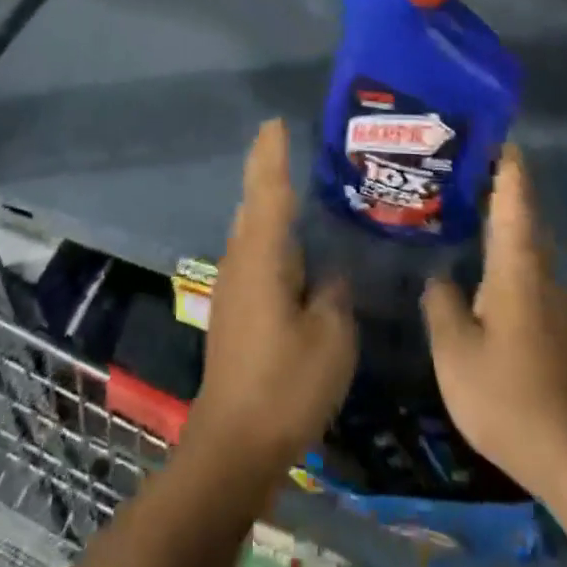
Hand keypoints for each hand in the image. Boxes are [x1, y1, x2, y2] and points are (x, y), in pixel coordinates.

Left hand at [186, 118, 356, 476]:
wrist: (233, 444)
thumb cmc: (285, 385)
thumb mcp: (330, 337)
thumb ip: (334, 293)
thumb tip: (333, 272)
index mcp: (262, 257)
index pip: (268, 190)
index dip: (272, 154)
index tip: (276, 122)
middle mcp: (241, 261)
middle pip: (254, 202)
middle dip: (266, 169)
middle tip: (288, 141)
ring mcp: (233, 285)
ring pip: (251, 228)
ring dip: (268, 201)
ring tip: (295, 182)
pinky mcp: (234, 308)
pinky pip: (254, 252)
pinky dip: (271, 232)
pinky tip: (292, 244)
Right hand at [421, 145, 566, 495]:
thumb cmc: (510, 395)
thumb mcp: (455, 350)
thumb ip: (440, 303)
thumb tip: (438, 276)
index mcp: (516, 265)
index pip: (514, 195)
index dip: (503, 158)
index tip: (486, 126)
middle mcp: (538, 271)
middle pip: (520, 210)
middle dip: (493, 180)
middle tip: (453, 159)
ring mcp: (549, 298)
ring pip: (520, 240)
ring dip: (495, 215)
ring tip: (456, 201)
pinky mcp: (550, 323)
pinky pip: (521, 266)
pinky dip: (499, 248)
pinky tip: (473, 261)